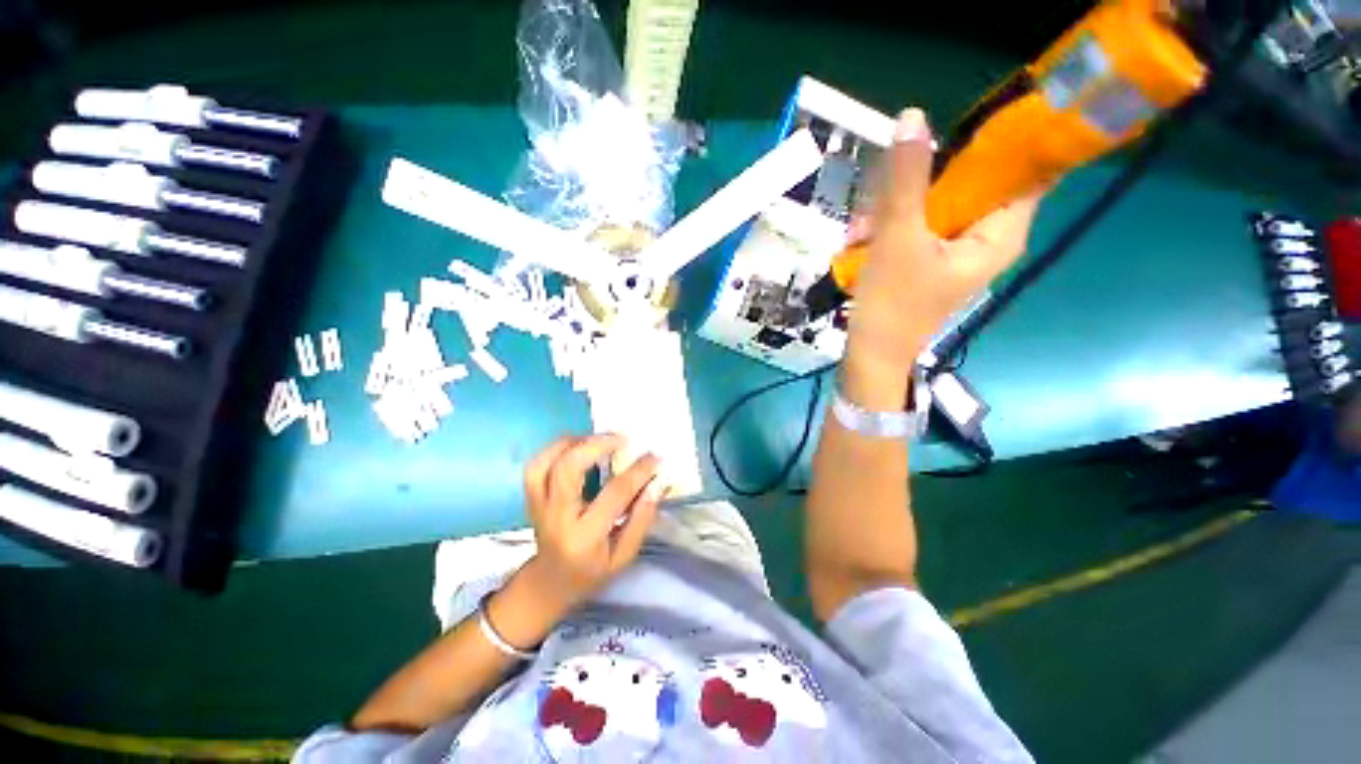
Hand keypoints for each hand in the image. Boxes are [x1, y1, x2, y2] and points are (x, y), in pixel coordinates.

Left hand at [521, 434, 663, 607]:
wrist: (549, 583)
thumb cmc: (591, 572)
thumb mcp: (624, 556)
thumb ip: (641, 519)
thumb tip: (657, 483)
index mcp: (584, 536)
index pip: (613, 495)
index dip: (637, 472)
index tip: (655, 457)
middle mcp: (557, 517)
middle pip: (568, 469)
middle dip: (596, 445)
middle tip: (621, 439)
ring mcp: (538, 505)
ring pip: (546, 462)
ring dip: (574, 443)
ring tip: (599, 439)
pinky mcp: (531, 497)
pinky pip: (537, 464)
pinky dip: (557, 448)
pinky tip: (579, 445)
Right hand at [847, 108, 1045, 373]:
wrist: (871, 356)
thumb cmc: (892, 304)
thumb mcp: (898, 239)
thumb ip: (905, 180)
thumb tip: (912, 117)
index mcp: (1000, 231)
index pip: (1024, 168)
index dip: (1001, 140)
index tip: (958, 126)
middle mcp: (986, 236)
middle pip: (969, 181)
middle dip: (920, 183)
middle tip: (882, 198)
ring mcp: (955, 248)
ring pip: (936, 202)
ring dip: (894, 208)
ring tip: (860, 231)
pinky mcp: (929, 258)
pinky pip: (917, 224)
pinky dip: (888, 226)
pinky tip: (860, 241)